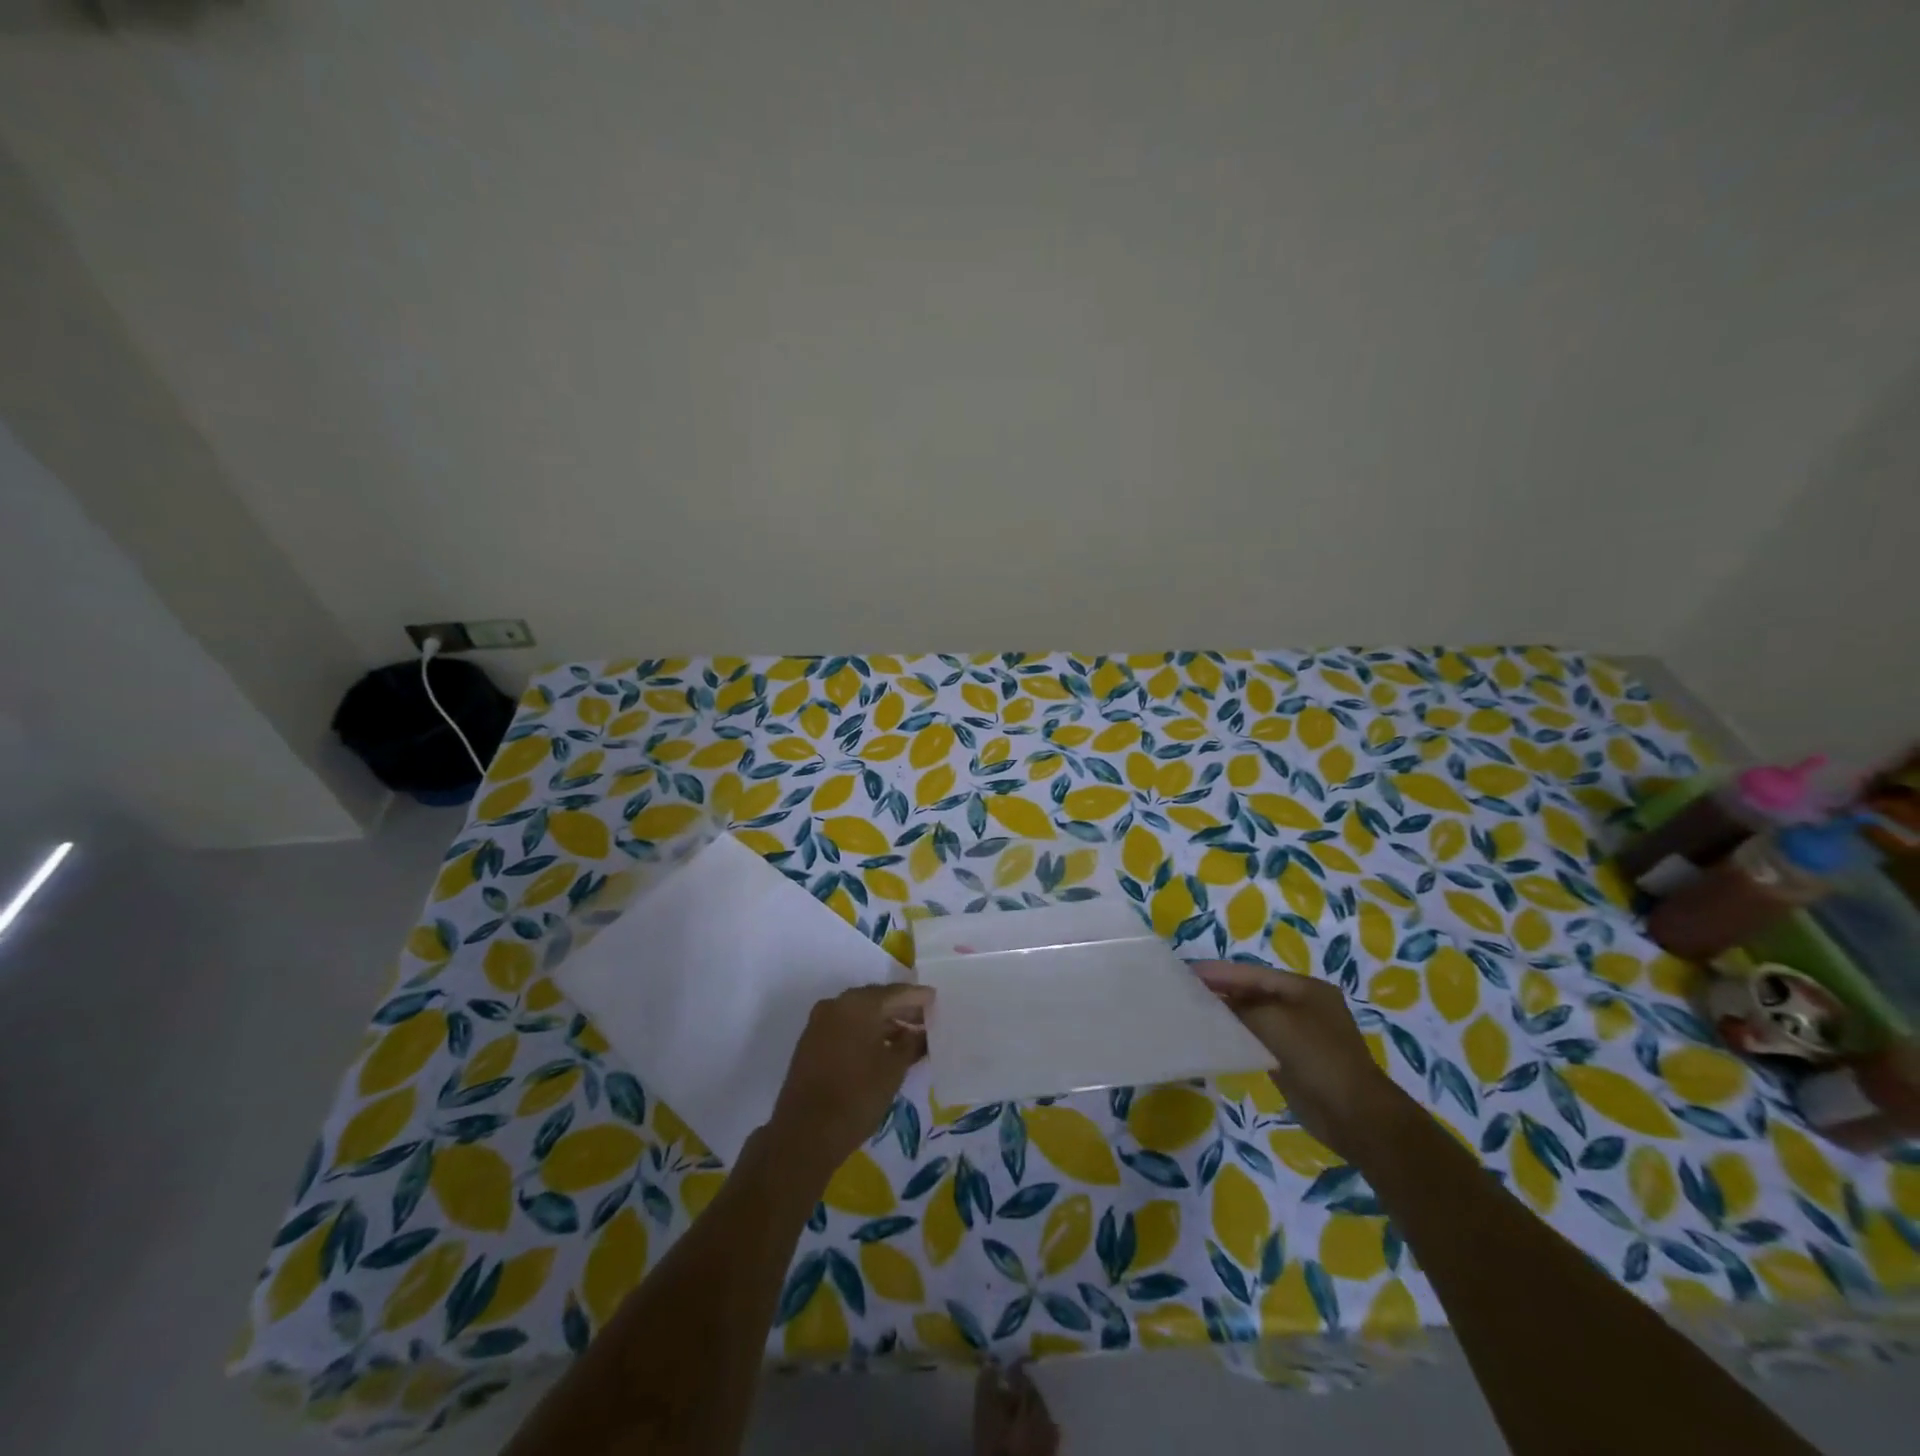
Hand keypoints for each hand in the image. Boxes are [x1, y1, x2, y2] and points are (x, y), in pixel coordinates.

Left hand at [766, 983, 932, 1182]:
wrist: (805, 1133)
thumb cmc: (857, 1096)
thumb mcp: (894, 1069)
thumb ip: (912, 1043)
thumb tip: (922, 1032)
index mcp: (859, 1004)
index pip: (896, 993)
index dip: (918, 997)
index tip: (937, 1000)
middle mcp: (837, 1004)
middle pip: (876, 999)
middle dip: (901, 1009)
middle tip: (926, 1019)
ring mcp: (820, 1021)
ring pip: (859, 1014)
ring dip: (884, 1022)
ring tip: (909, 1036)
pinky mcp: (811, 1041)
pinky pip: (845, 1026)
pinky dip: (865, 1031)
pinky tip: (882, 1047)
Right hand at [1193, 961, 1411, 1159]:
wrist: (1356, 1117)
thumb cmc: (1317, 1058)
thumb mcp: (1274, 1022)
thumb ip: (1240, 1006)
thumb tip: (1214, 1002)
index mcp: (1305, 988)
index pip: (1252, 973)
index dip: (1219, 972)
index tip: (1186, 971)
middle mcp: (1303, 1006)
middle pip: (1253, 991)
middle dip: (1221, 990)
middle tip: (1184, 990)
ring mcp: (1300, 1034)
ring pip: (1255, 1016)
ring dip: (1228, 1013)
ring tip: (1193, 1011)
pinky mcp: (1294, 1060)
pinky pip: (1259, 1039)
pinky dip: (1238, 1036)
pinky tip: (1216, 1037)